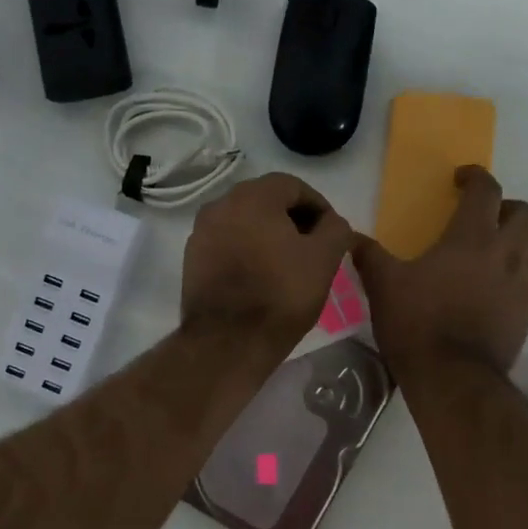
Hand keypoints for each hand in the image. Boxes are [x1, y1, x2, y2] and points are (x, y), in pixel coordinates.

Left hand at [182, 174, 352, 354]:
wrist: (227, 342)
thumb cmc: (281, 295)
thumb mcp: (324, 259)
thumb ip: (335, 229)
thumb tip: (332, 222)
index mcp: (253, 196)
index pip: (293, 186)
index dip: (318, 206)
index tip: (332, 233)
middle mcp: (220, 205)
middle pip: (265, 201)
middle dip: (292, 220)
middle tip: (313, 248)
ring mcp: (201, 233)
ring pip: (244, 223)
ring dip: (268, 235)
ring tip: (288, 265)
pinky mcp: (192, 260)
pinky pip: (227, 244)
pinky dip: (246, 251)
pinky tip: (261, 277)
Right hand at [353, 166, 527, 374]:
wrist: (452, 378)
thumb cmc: (417, 324)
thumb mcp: (384, 286)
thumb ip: (370, 257)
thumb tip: (350, 237)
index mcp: (471, 238)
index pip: (486, 192)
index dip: (476, 177)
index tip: (461, 179)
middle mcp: (506, 255)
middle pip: (527, 216)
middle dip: (510, 208)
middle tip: (488, 217)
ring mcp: (522, 286)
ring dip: (525, 241)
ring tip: (502, 250)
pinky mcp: (527, 315)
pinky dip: (522, 276)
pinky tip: (500, 289)